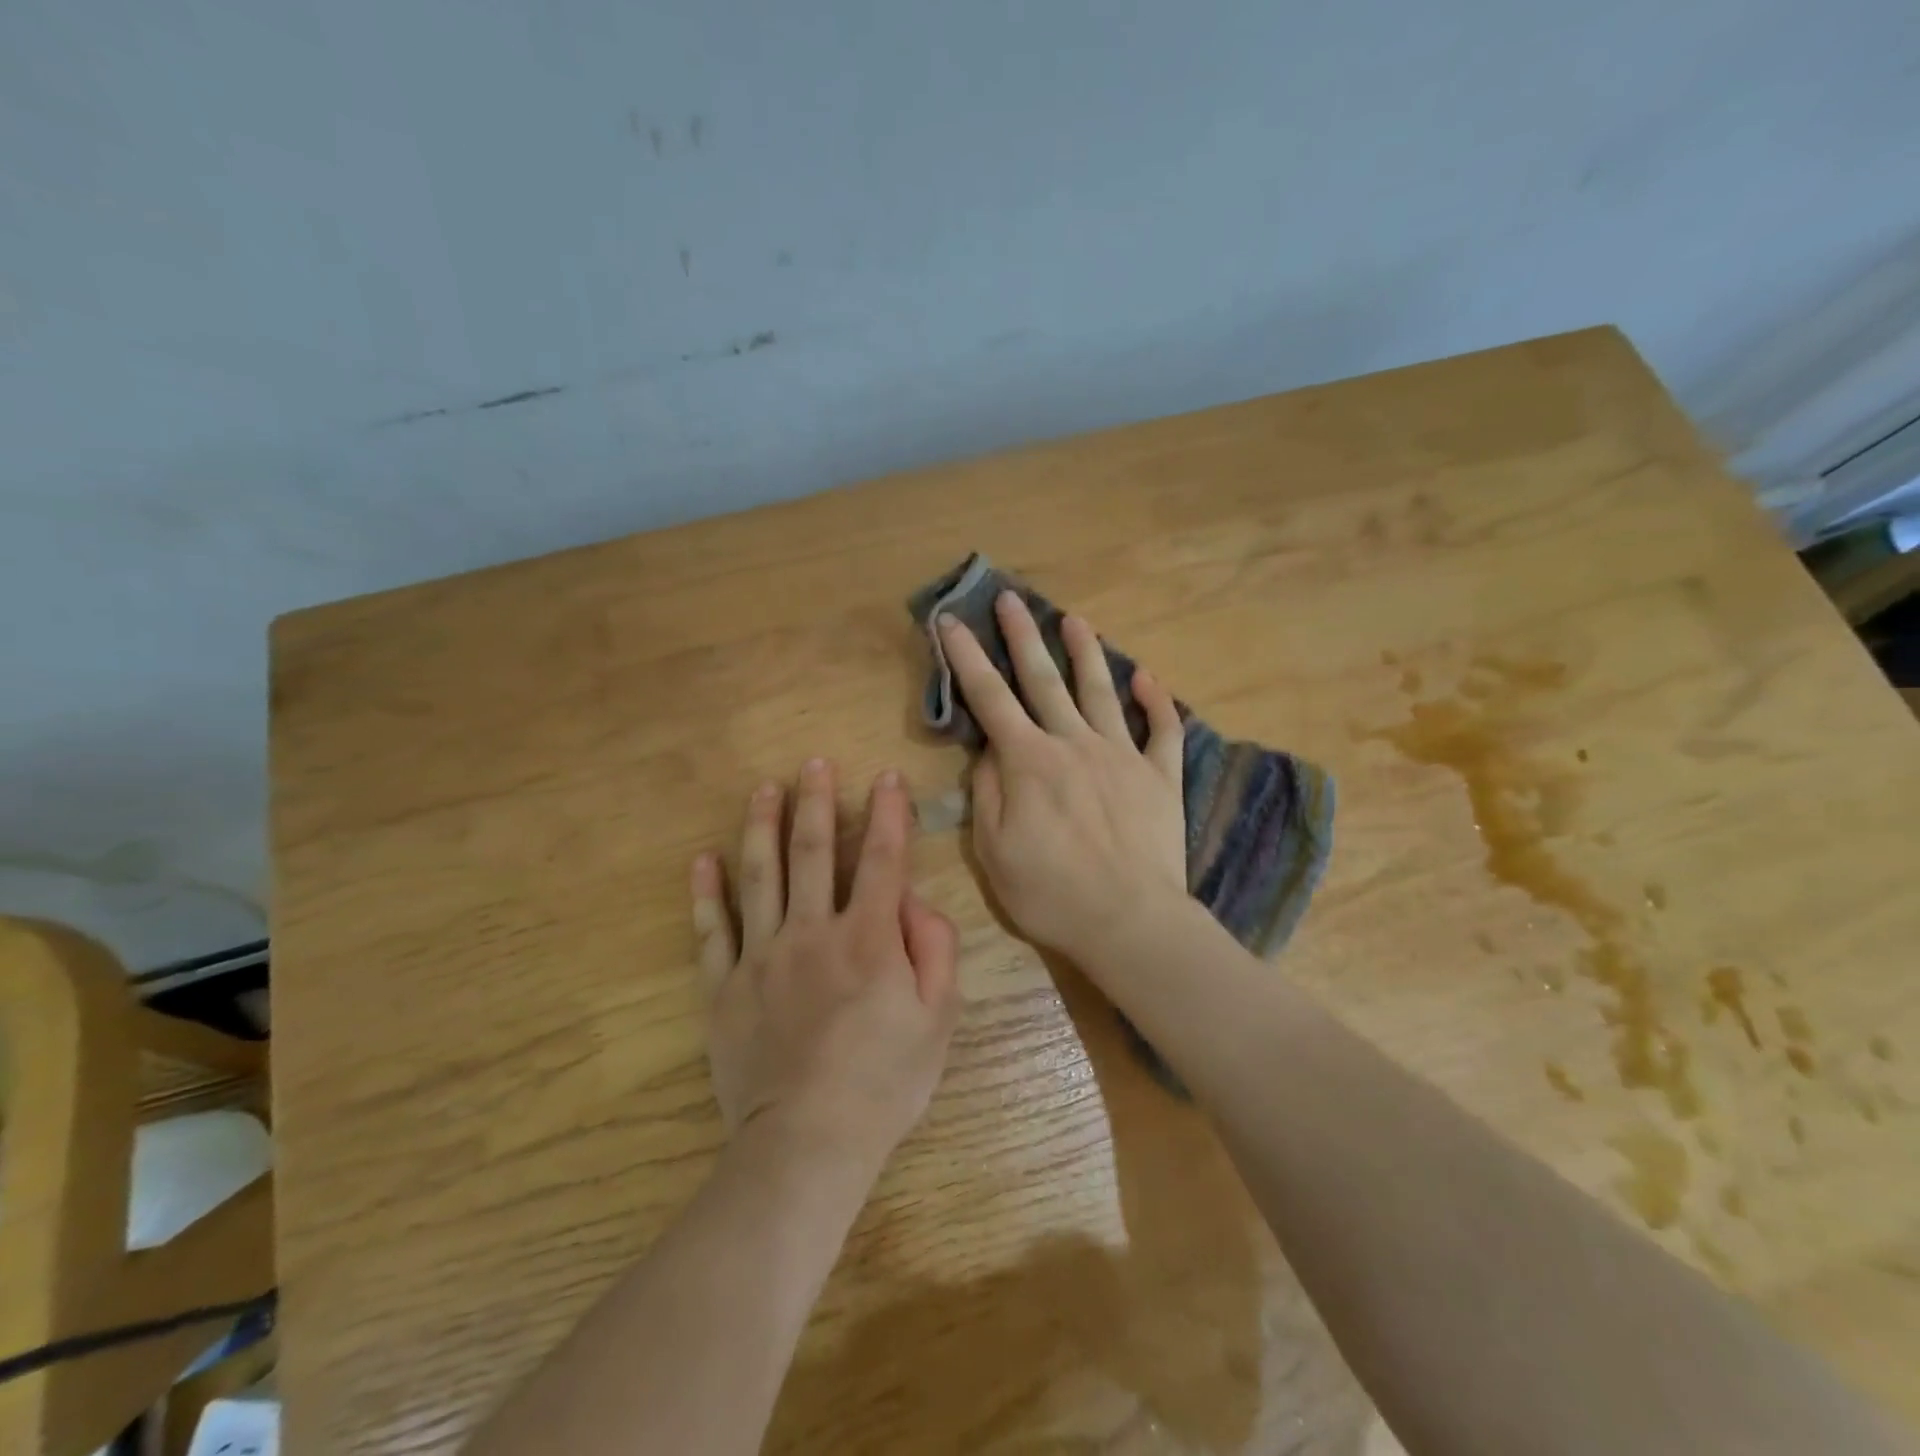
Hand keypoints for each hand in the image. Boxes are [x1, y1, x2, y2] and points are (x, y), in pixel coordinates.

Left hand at [690, 759, 960, 1180]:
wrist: (807, 1143)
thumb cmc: (883, 1081)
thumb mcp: (939, 1018)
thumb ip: (935, 949)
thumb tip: (913, 900)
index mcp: (868, 938)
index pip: (881, 859)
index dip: (887, 813)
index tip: (886, 777)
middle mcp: (811, 932)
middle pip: (812, 853)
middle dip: (816, 803)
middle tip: (813, 763)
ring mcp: (761, 957)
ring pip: (759, 877)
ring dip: (762, 827)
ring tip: (763, 789)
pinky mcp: (724, 987)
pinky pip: (711, 931)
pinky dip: (705, 894)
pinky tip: (702, 860)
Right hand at [937, 593, 1188, 966]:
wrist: (1130, 921)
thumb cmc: (1051, 893)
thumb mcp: (994, 851)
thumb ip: (986, 794)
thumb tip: (986, 753)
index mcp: (1029, 761)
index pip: (990, 697)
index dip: (967, 658)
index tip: (951, 621)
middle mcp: (1074, 744)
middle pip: (1044, 679)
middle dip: (1023, 636)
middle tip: (1011, 598)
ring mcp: (1122, 756)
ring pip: (1101, 691)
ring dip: (1086, 652)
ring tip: (1074, 620)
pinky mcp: (1160, 777)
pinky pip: (1162, 730)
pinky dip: (1156, 701)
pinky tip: (1146, 677)